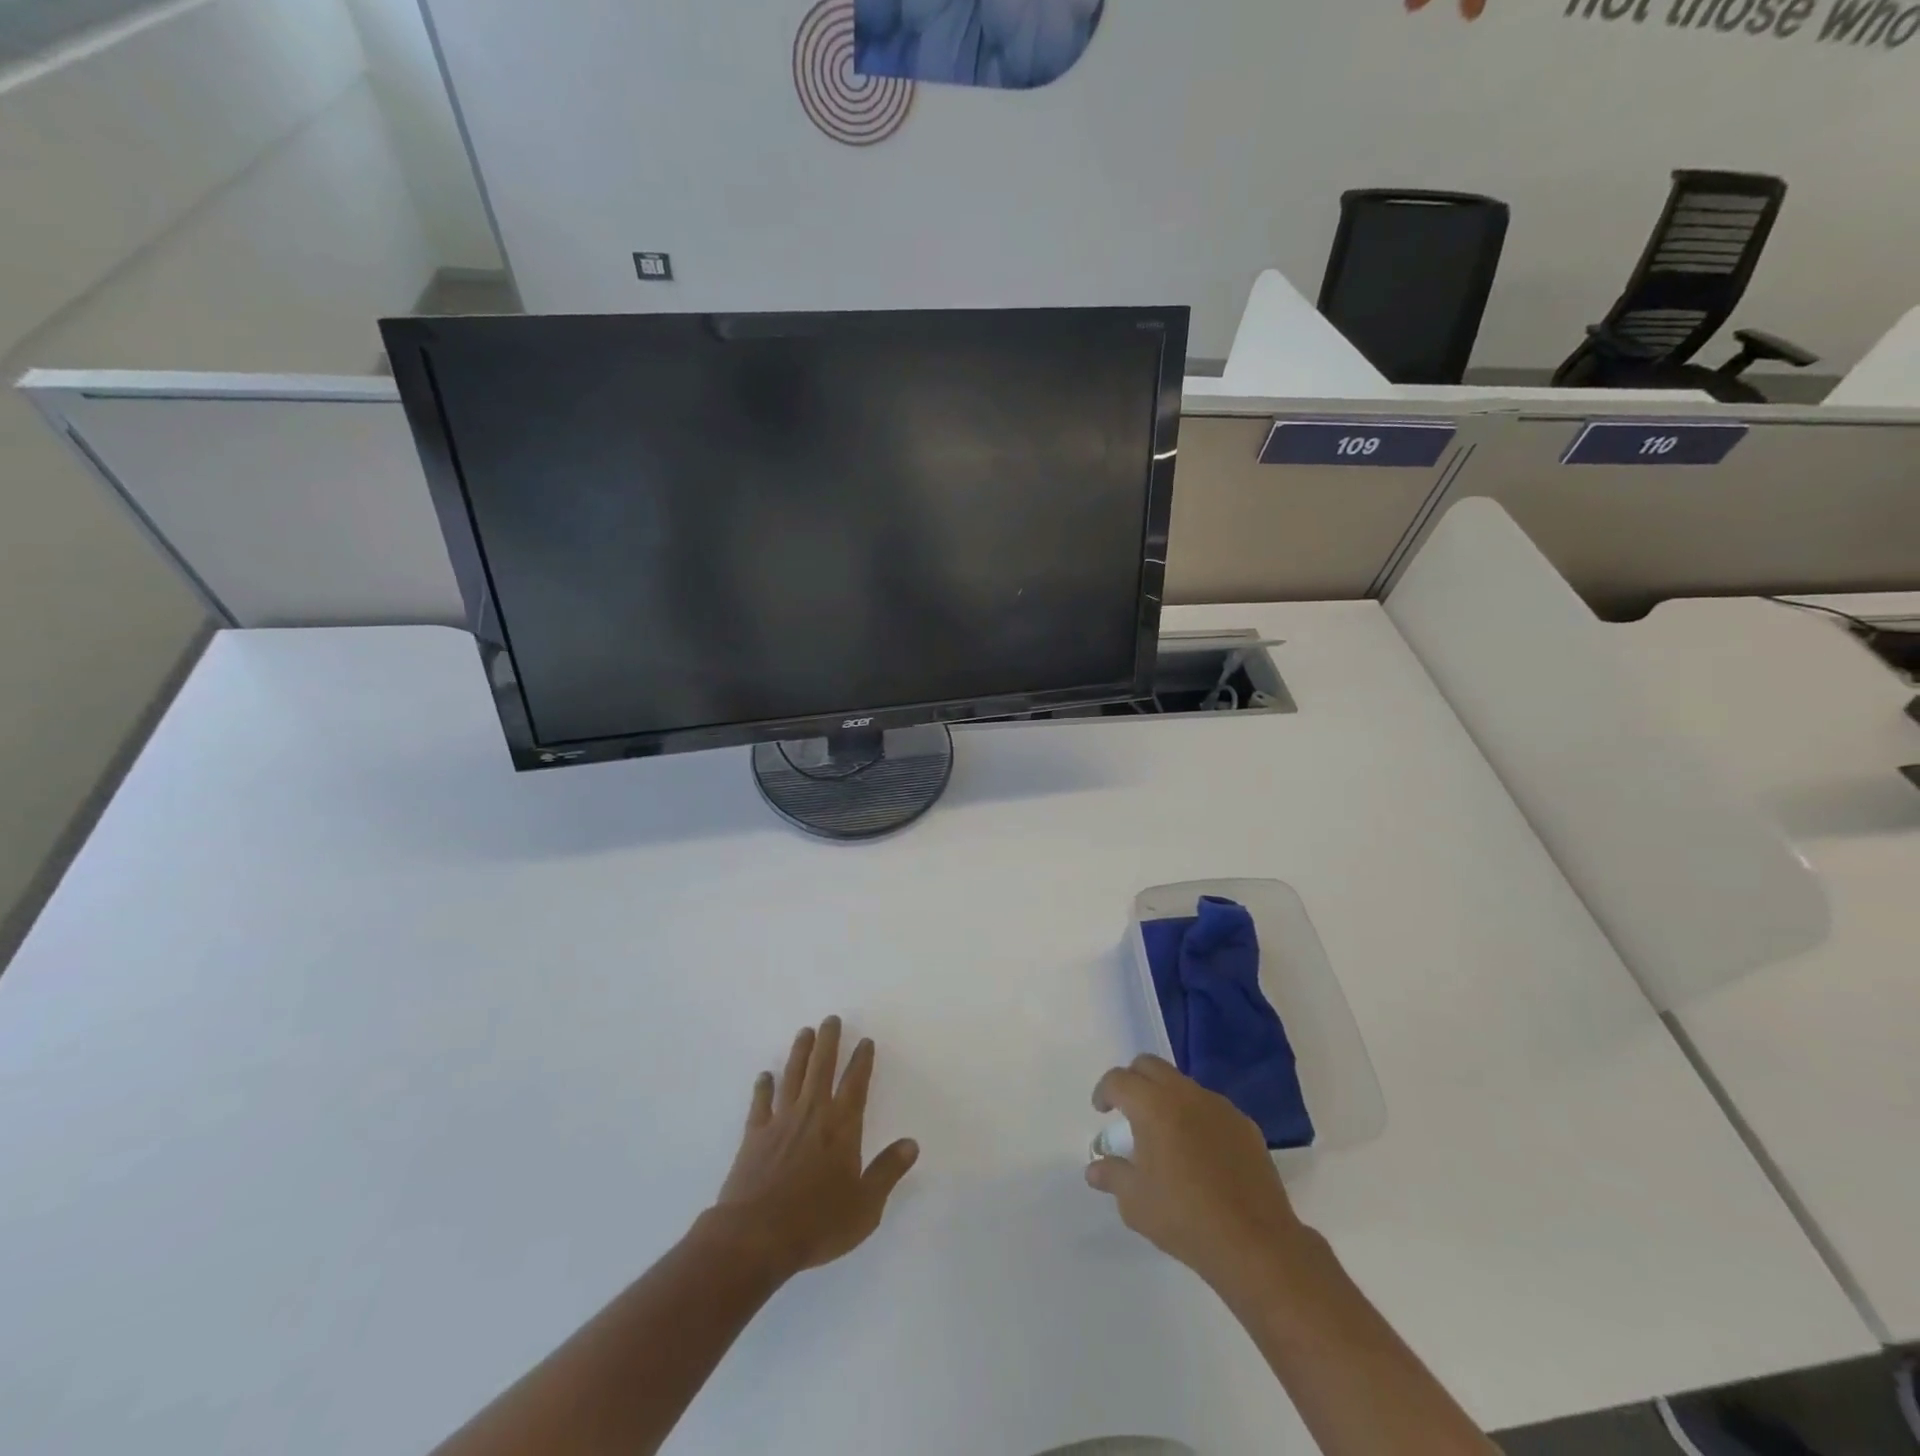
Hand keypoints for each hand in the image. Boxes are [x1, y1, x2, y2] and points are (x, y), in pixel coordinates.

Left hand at [710, 1017, 919, 1281]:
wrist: (756, 1236)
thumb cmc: (817, 1223)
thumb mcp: (865, 1206)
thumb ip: (888, 1171)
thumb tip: (911, 1143)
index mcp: (842, 1126)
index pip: (855, 1083)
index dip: (862, 1060)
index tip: (865, 1041)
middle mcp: (813, 1113)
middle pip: (822, 1067)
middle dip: (829, 1041)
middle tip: (831, 1019)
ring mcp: (781, 1121)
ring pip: (792, 1075)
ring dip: (799, 1052)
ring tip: (804, 1031)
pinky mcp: (755, 1135)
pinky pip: (760, 1103)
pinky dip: (763, 1087)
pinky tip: (764, 1076)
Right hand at [1085, 1054, 1306, 1288]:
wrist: (1256, 1244)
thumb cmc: (1185, 1219)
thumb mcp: (1135, 1203)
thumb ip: (1112, 1176)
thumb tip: (1095, 1168)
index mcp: (1153, 1106)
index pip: (1119, 1080)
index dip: (1104, 1091)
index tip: (1101, 1111)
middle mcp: (1185, 1095)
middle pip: (1150, 1066)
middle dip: (1133, 1081)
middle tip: (1127, 1110)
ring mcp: (1219, 1107)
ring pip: (1182, 1084)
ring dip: (1166, 1097)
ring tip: (1164, 1134)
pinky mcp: (1244, 1125)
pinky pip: (1210, 1107)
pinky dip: (1195, 1117)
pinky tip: (1199, 1152)